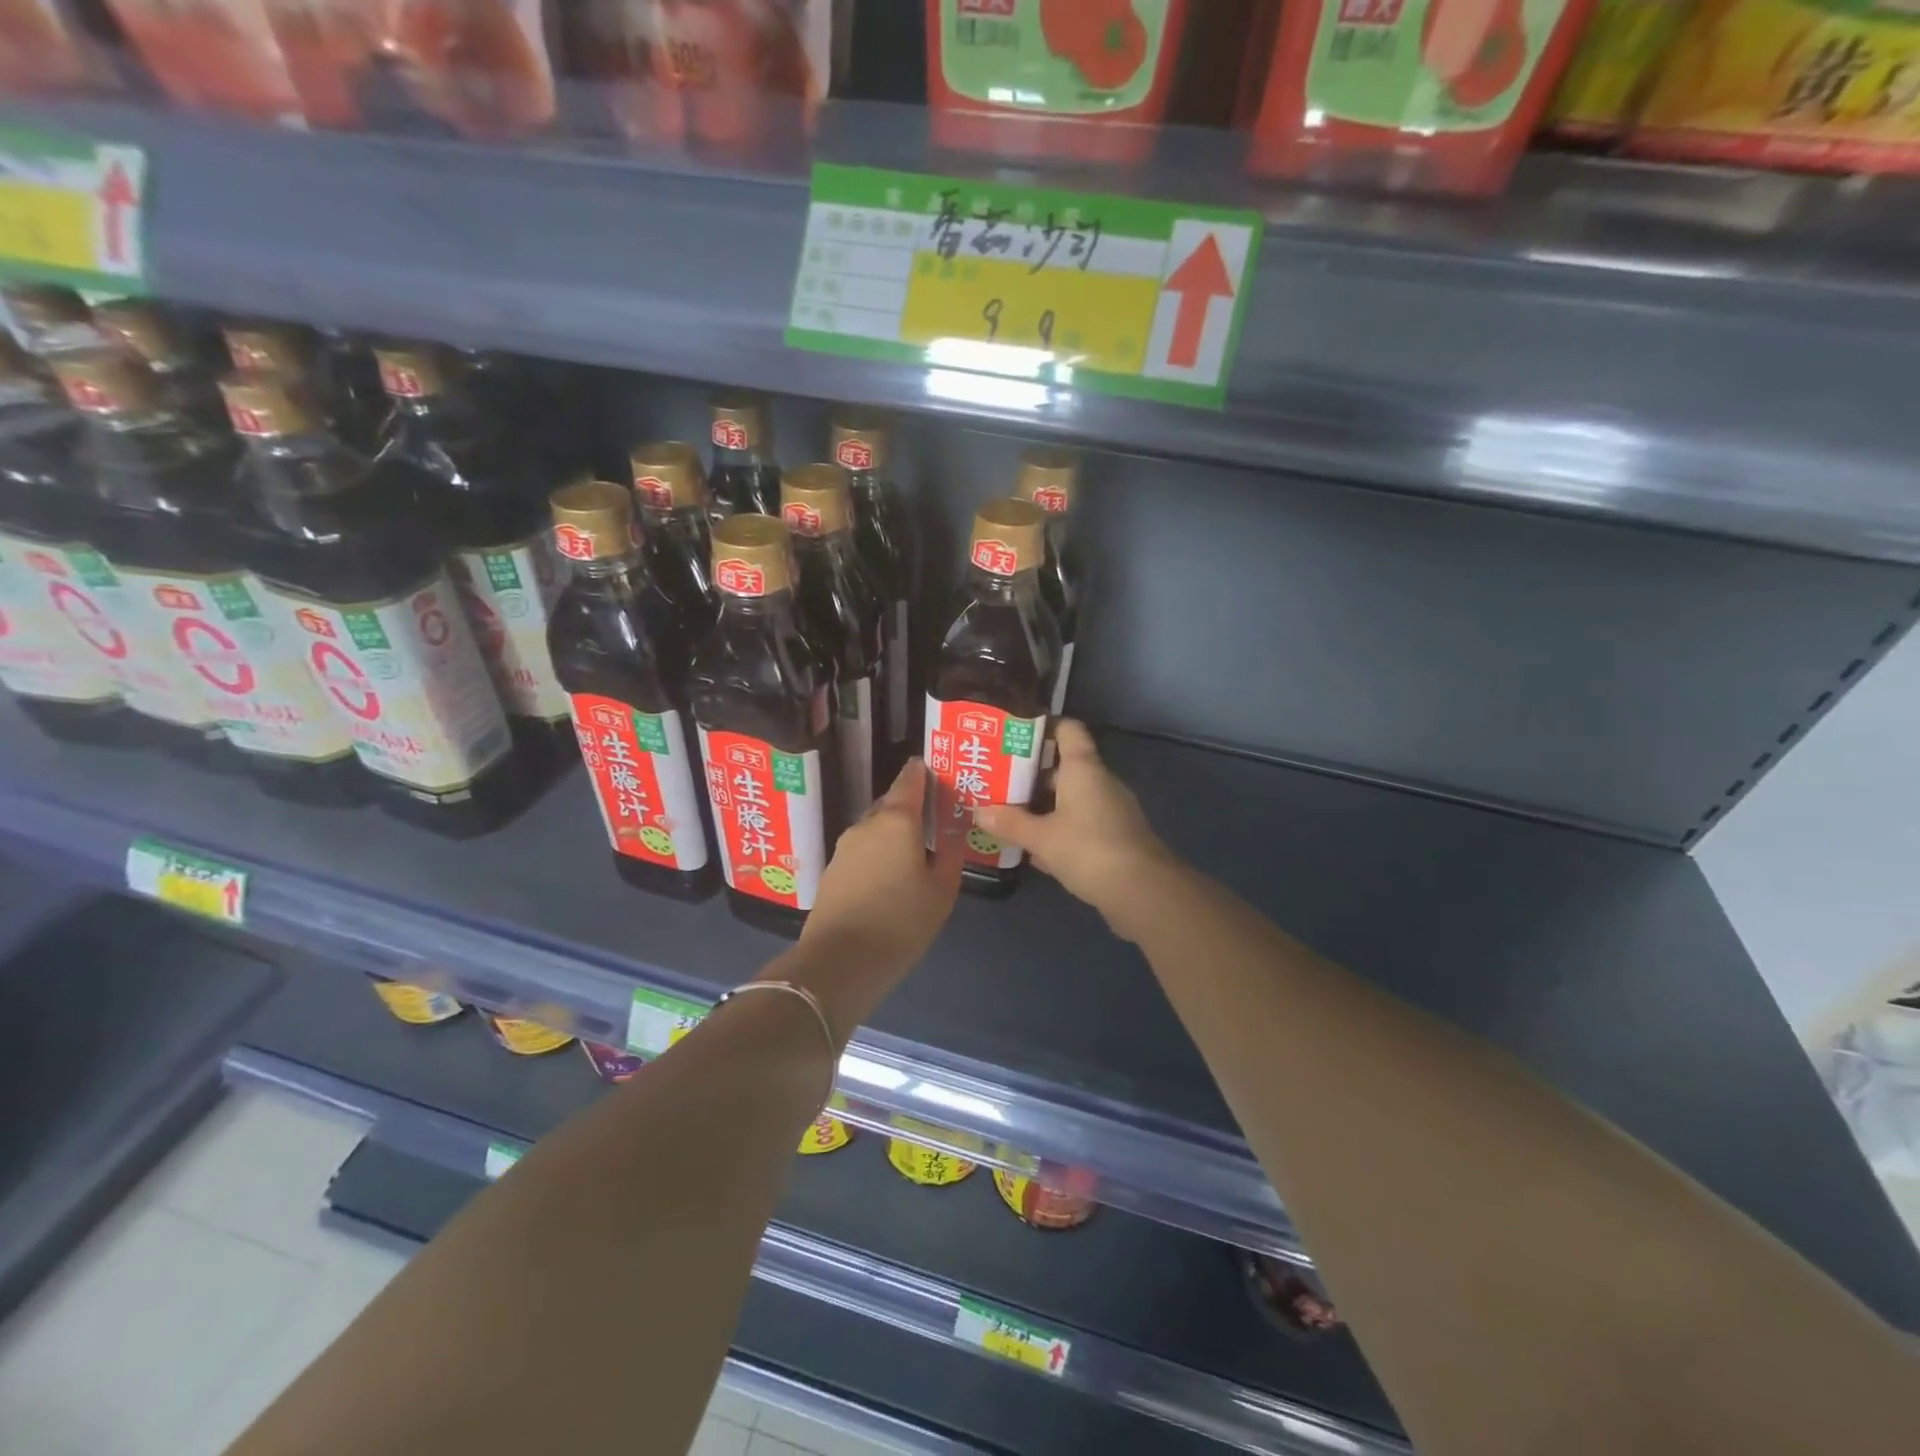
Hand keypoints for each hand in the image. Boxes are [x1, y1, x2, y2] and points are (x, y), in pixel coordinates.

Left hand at [788, 759, 962, 1024]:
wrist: (840, 960)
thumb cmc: (901, 921)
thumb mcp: (941, 890)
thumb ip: (950, 854)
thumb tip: (953, 832)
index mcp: (896, 820)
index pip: (909, 780)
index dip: (922, 772)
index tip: (935, 771)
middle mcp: (866, 824)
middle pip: (890, 804)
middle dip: (910, 806)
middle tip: (932, 818)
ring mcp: (844, 847)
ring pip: (874, 828)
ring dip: (892, 833)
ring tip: (914, 850)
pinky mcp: (832, 870)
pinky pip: (862, 850)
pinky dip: (877, 853)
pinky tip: (890, 875)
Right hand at [974, 721, 1178, 940]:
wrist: (1144, 892)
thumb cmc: (1089, 850)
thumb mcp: (1041, 838)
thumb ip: (1010, 823)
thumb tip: (978, 811)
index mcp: (1084, 769)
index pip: (1068, 729)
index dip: (1043, 726)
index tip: (1014, 733)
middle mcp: (1100, 782)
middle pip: (1064, 767)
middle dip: (1031, 775)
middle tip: (997, 781)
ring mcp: (1111, 810)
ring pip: (1071, 798)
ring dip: (1043, 806)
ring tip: (1008, 814)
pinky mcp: (1115, 837)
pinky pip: (1081, 823)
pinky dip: (1059, 829)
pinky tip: (1034, 849)